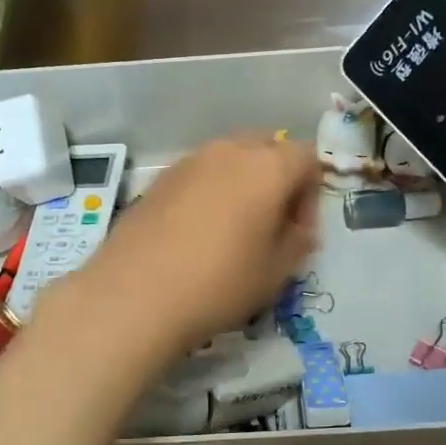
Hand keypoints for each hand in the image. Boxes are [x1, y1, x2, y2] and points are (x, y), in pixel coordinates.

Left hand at [61, 136, 320, 356]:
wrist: (134, 296)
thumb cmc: (219, 284)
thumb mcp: (276, 273)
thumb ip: (298, 241)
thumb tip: (297, 227)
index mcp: (267, 167)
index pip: (308, 156)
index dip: (311, 192)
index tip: (299, 231)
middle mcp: (228, 151)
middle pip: (267, 148)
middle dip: (277, 180)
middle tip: (270, 225)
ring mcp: (188, 161)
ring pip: (229, 159)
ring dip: (241, 185)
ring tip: (231, 232)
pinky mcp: (158, 180)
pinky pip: (198, 175)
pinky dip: (209, 193)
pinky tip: (196, 234)